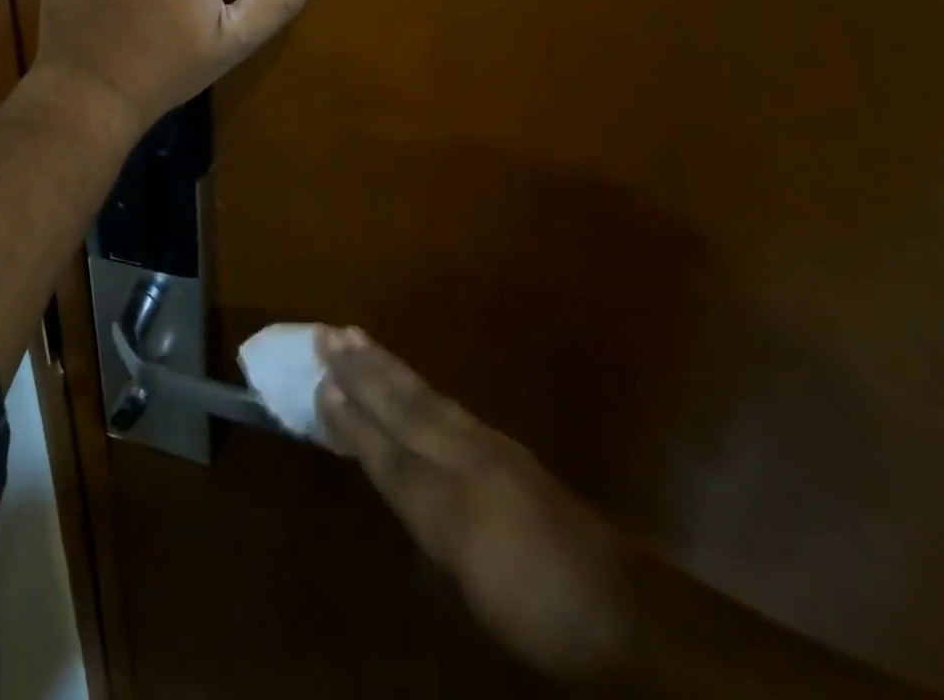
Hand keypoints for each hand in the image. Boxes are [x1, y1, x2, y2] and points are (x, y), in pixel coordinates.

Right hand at [315, 328, 631, 685]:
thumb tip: (387, 474)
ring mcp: (490, 447)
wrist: (625, 609)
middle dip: (362, 371)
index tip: (318, 382)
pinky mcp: (507, 448)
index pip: (388, 453)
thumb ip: (424, 525)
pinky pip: (448, 404)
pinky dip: (417, 384)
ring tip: (356, 336)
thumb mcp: (470, 587)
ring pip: (426, 397)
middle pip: (405, 408)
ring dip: (386, 365)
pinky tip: (406, 376)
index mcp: (452, 502)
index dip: (351, 420)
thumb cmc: (537, 609)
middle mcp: (467, 460)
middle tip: (327, 333)